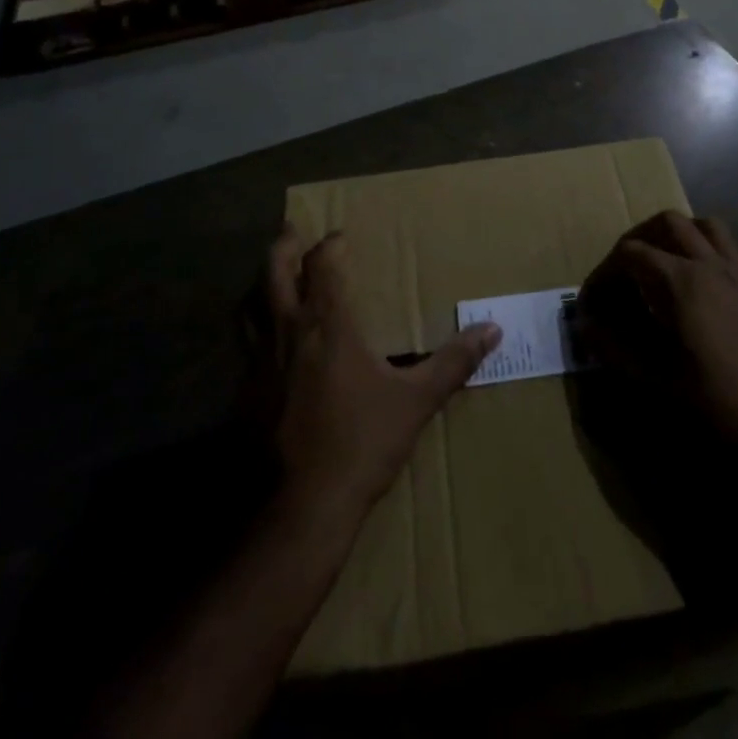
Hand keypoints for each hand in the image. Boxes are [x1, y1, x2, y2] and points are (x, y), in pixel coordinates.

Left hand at [267, 226, 501, 522]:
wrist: (302, 507)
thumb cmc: (362, 442)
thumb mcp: (416, 400)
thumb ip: (454, 361)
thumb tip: (493, 329)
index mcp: (327, 325)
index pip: (322, 266)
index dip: (330, 246)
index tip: (340, 237)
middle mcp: (287, 332)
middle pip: (273, 272)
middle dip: (283, 247)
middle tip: (292, 231)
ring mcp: (258, 363)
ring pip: (249, 306)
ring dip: (260, 284)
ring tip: (272, 279)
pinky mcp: (244, 394)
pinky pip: (244, 345)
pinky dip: (254, 329)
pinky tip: (267, 346)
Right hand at [581, 211, 737, 462]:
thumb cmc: (711, 402)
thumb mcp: (652, 377)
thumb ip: (612, 346)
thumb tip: (585, 325)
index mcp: (681, 281)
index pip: (630, 254)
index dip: (604, 273)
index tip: (592, 302)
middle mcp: (709, 264)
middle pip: (666, 224)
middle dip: (637, 240)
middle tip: (621, 274)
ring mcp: (737, 272)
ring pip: (704, 225)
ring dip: (676, 234)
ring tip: (658, 263)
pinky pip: (730, 247)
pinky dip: (708, 247)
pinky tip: (697, 277)